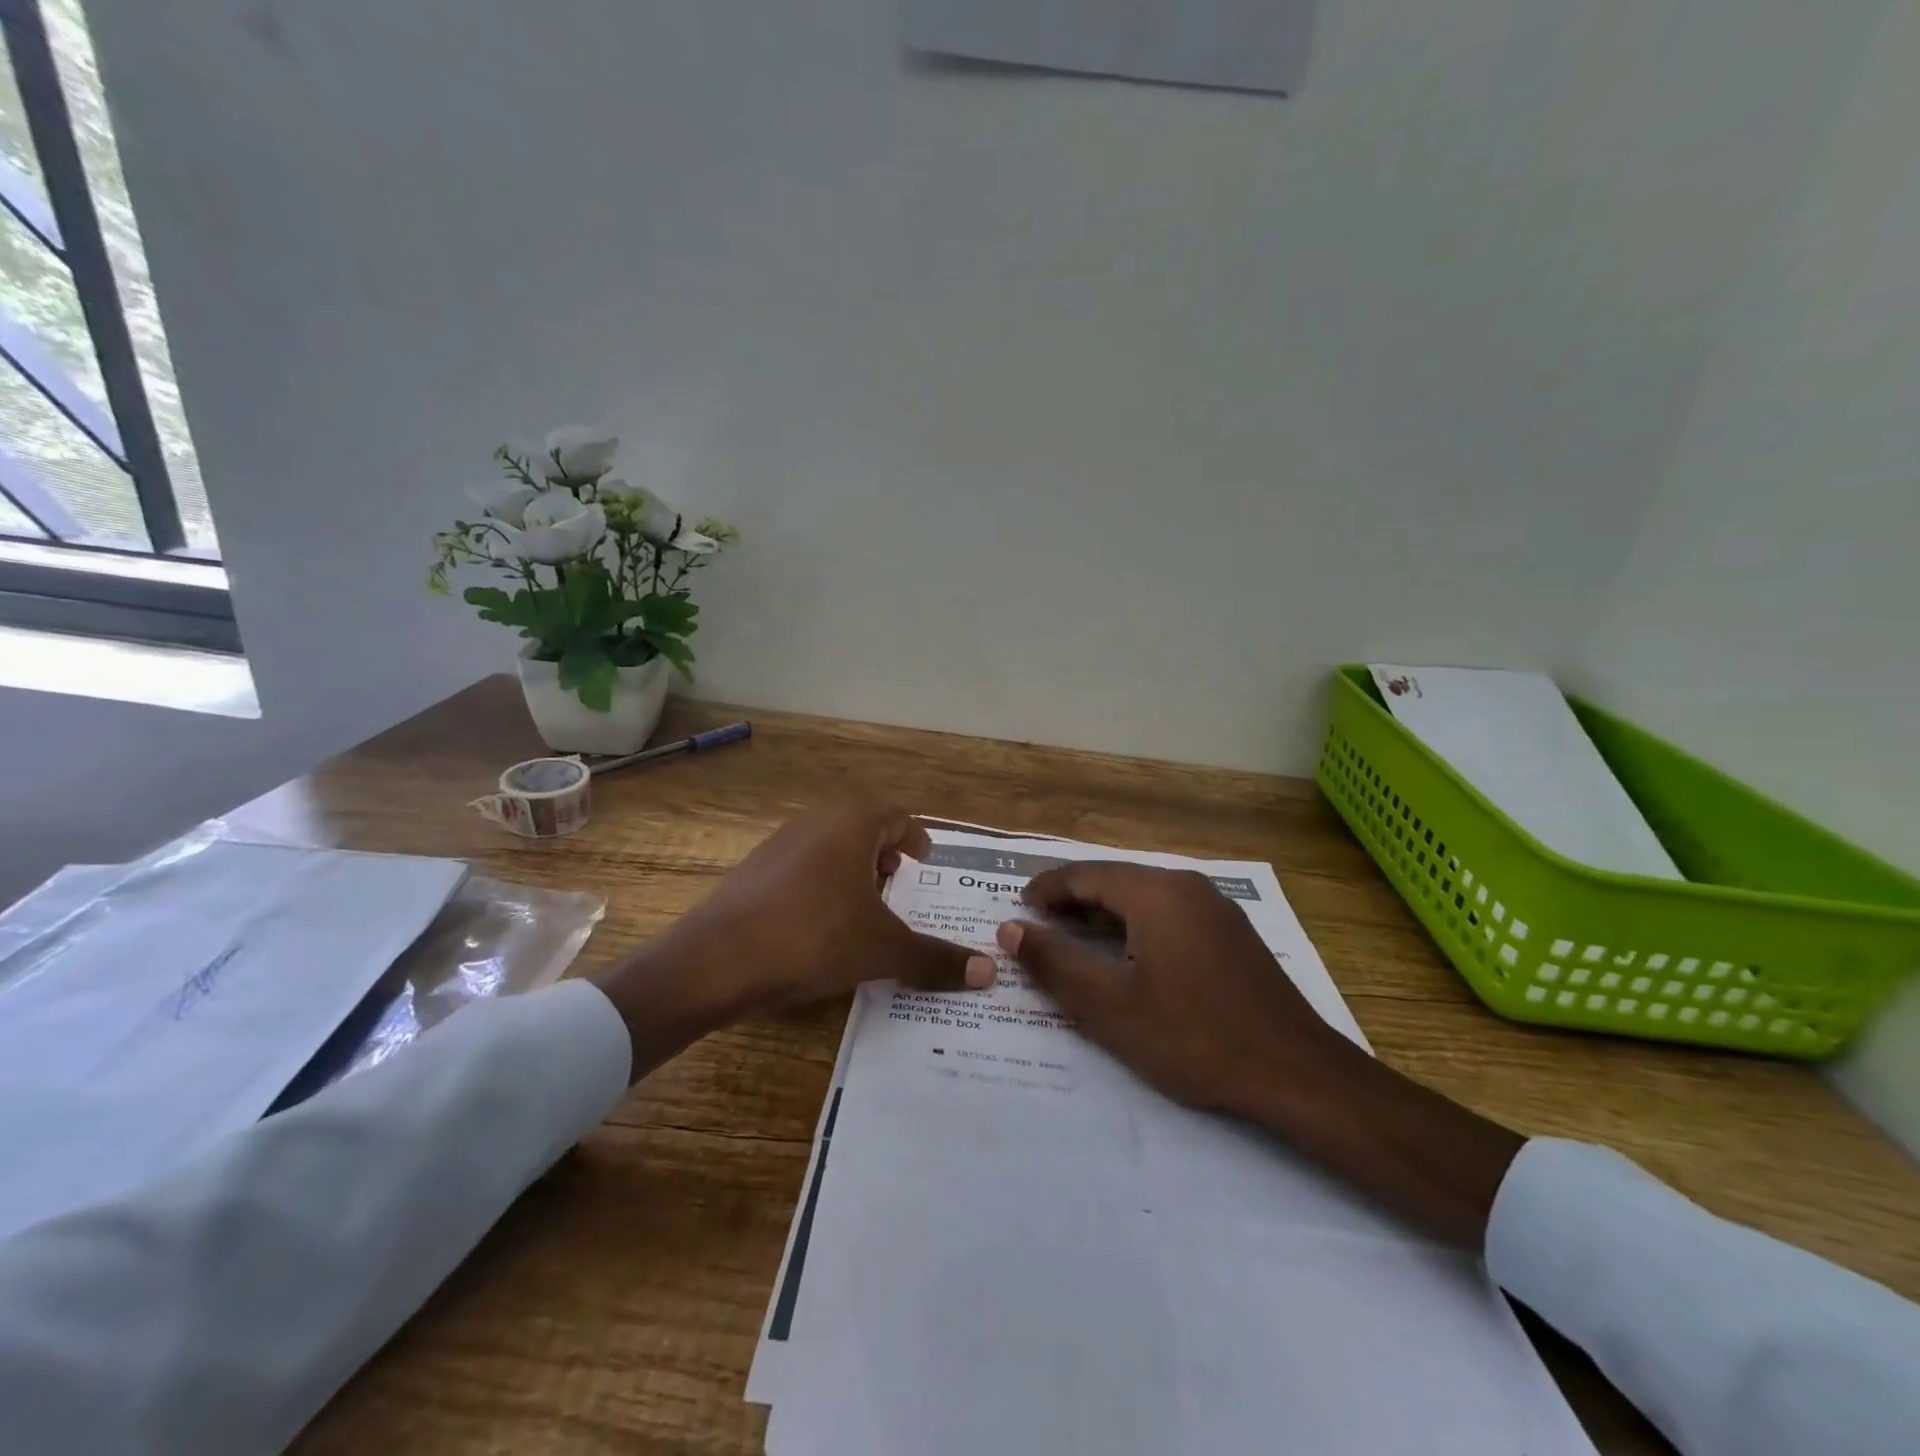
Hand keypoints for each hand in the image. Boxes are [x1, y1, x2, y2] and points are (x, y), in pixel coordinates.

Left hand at [595, 803, 994, 1079]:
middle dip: (886, 857)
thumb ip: (935, 959)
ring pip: (832, 846)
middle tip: (901, 889)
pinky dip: (823, 884)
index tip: (926, 864)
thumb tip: (988, 972)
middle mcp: (816, 820)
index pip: (899, 817)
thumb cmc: (812, 938)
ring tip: (865, 910)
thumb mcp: (881, 950)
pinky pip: (803, 866)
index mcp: (852, 823)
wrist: (714, 961)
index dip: (917, 840)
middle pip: (864, 828)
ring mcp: (779, 842)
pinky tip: (821, 925)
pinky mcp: (754, 869)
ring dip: (854, 871)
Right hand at [998, 862, 1524, 1249]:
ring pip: (1144, 896)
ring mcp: (1215, 907)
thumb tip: (1011, 929)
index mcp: (1155, 892)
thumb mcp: (1111, 1007)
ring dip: (1104, 912)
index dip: (1047, 888)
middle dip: (1073, 899)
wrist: (1297, 1073)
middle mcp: (1186, 886)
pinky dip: (1136, 924)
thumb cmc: (1194, 1038)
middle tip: (1038, 923)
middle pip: (1115, 880)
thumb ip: (1055, 963)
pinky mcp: (1231, 932)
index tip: (1018, 907)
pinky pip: (1169, 912)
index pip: (1085, 875)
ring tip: (1073, 936)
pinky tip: (1128, 953)